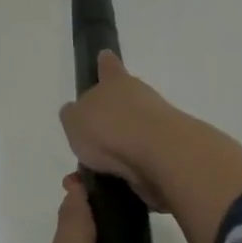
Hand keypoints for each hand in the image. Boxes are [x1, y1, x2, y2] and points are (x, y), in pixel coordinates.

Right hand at [58, 51, 180, 209]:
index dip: (105, 64)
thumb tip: (77, 112)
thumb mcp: (74, 120)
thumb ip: (73, 115)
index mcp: (116, 81)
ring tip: (93, 173)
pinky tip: (110, 184)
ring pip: (132, 133)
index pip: (109, 67)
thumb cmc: (110, 127)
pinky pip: (140, 161)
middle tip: (90, 140)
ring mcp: (158, 123)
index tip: (104, 58)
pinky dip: (126, 171)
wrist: (159, 154)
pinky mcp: (168, 151)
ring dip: (116, 150)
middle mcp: (140, 96)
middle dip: (109, 118)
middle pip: (123, 102)